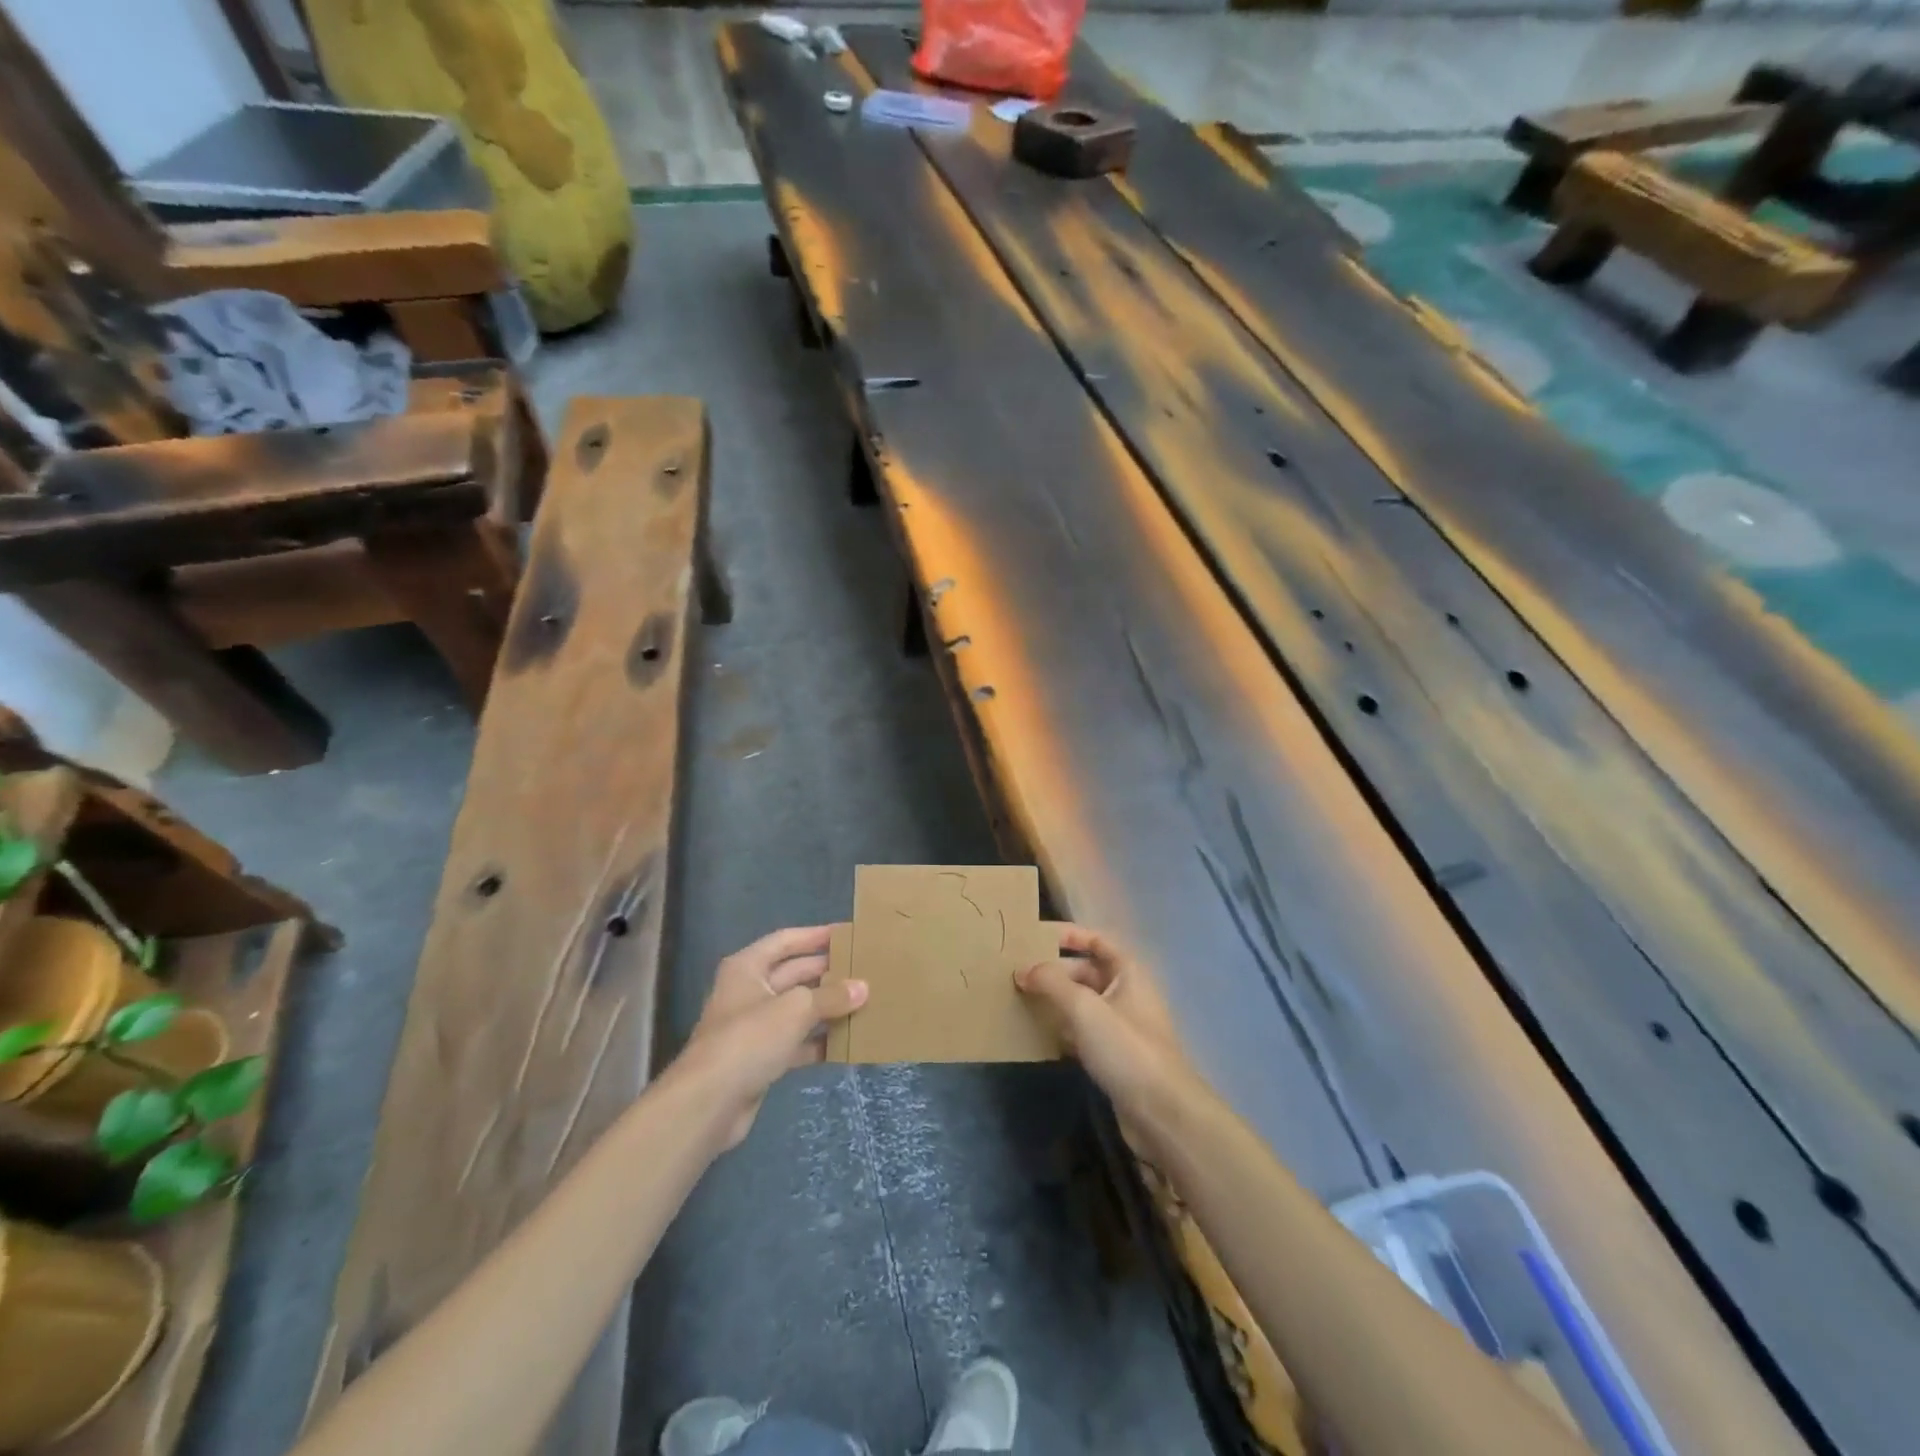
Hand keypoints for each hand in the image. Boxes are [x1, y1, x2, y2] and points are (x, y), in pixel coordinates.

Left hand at [677, 925, 865, 1149]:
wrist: (709, 1103)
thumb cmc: (750, 1038)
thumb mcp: (796, 1009)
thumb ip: (831, 997)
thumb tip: (863, 988)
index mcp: (747, 967)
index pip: (785, 941)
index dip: (815, 936)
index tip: (847, 934)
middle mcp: (748, 991)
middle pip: (793, 974)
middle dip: (827, 973)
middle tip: (864, 970)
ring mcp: (753, 1027)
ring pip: (797, 1009)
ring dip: (826, 1008)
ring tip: (863, 1003)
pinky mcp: (760, 1059)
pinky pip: (795, 1042)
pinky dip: (818, 1041)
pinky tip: (846, 1042)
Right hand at [1015, 925, 1193, 1126]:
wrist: (1162, 1113)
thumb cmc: (1125, 1048)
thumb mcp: (1084, 1008)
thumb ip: (1051, 983)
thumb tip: (1023, 969)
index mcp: (1128, 972)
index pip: (1097, 940)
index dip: (1069, 935)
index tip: (1035, 936)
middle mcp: (1128, 993)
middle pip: (1087, 972)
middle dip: (1055, 971)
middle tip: (1018, 973)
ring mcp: (1123, 1026)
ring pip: (1084, 1003)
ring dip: (1056, 1000)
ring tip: (1021, 999)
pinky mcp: (1116, 1057)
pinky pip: (1084, 1032)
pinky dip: (1063, 1028)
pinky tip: (1039, 1034)